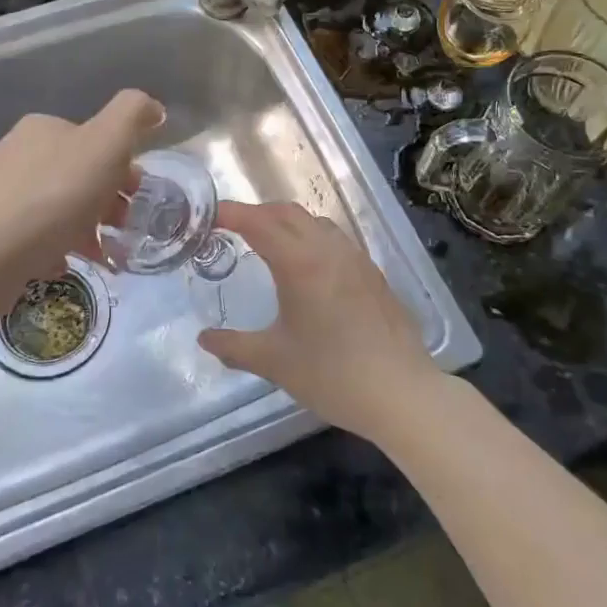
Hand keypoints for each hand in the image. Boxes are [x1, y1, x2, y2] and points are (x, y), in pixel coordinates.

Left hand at [0, 90, 164, 304]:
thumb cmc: (52, 197)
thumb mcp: (105, 144)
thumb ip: (132, 116)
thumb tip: (152, 106)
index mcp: (43, 128)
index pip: (95, 140)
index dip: (122, 168)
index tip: (135, 198)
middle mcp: (16, 153)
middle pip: (78, 175)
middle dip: (107, 202)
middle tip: (122, 230)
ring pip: (58, 207)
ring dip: (87, 229)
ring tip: (103, 257)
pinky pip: (34, 236)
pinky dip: (55, 247)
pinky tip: (63, 264)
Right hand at [198, 201, 443, 441]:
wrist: (402, 394)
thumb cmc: (332, 375)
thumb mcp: (274, 362)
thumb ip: (234, 347)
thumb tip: (204, 339)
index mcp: (300, 263)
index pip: (258, 222)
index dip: (230, 213)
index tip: (208, 215)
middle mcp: (329, 250)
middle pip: (287, 213)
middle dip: (256, 213)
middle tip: (231, 228)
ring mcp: (356, 259)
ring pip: (315, 222)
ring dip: (285, 222)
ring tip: (266, 242)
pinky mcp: (373, 274)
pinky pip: (335, 239)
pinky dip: (311, 237)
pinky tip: (308, 266)